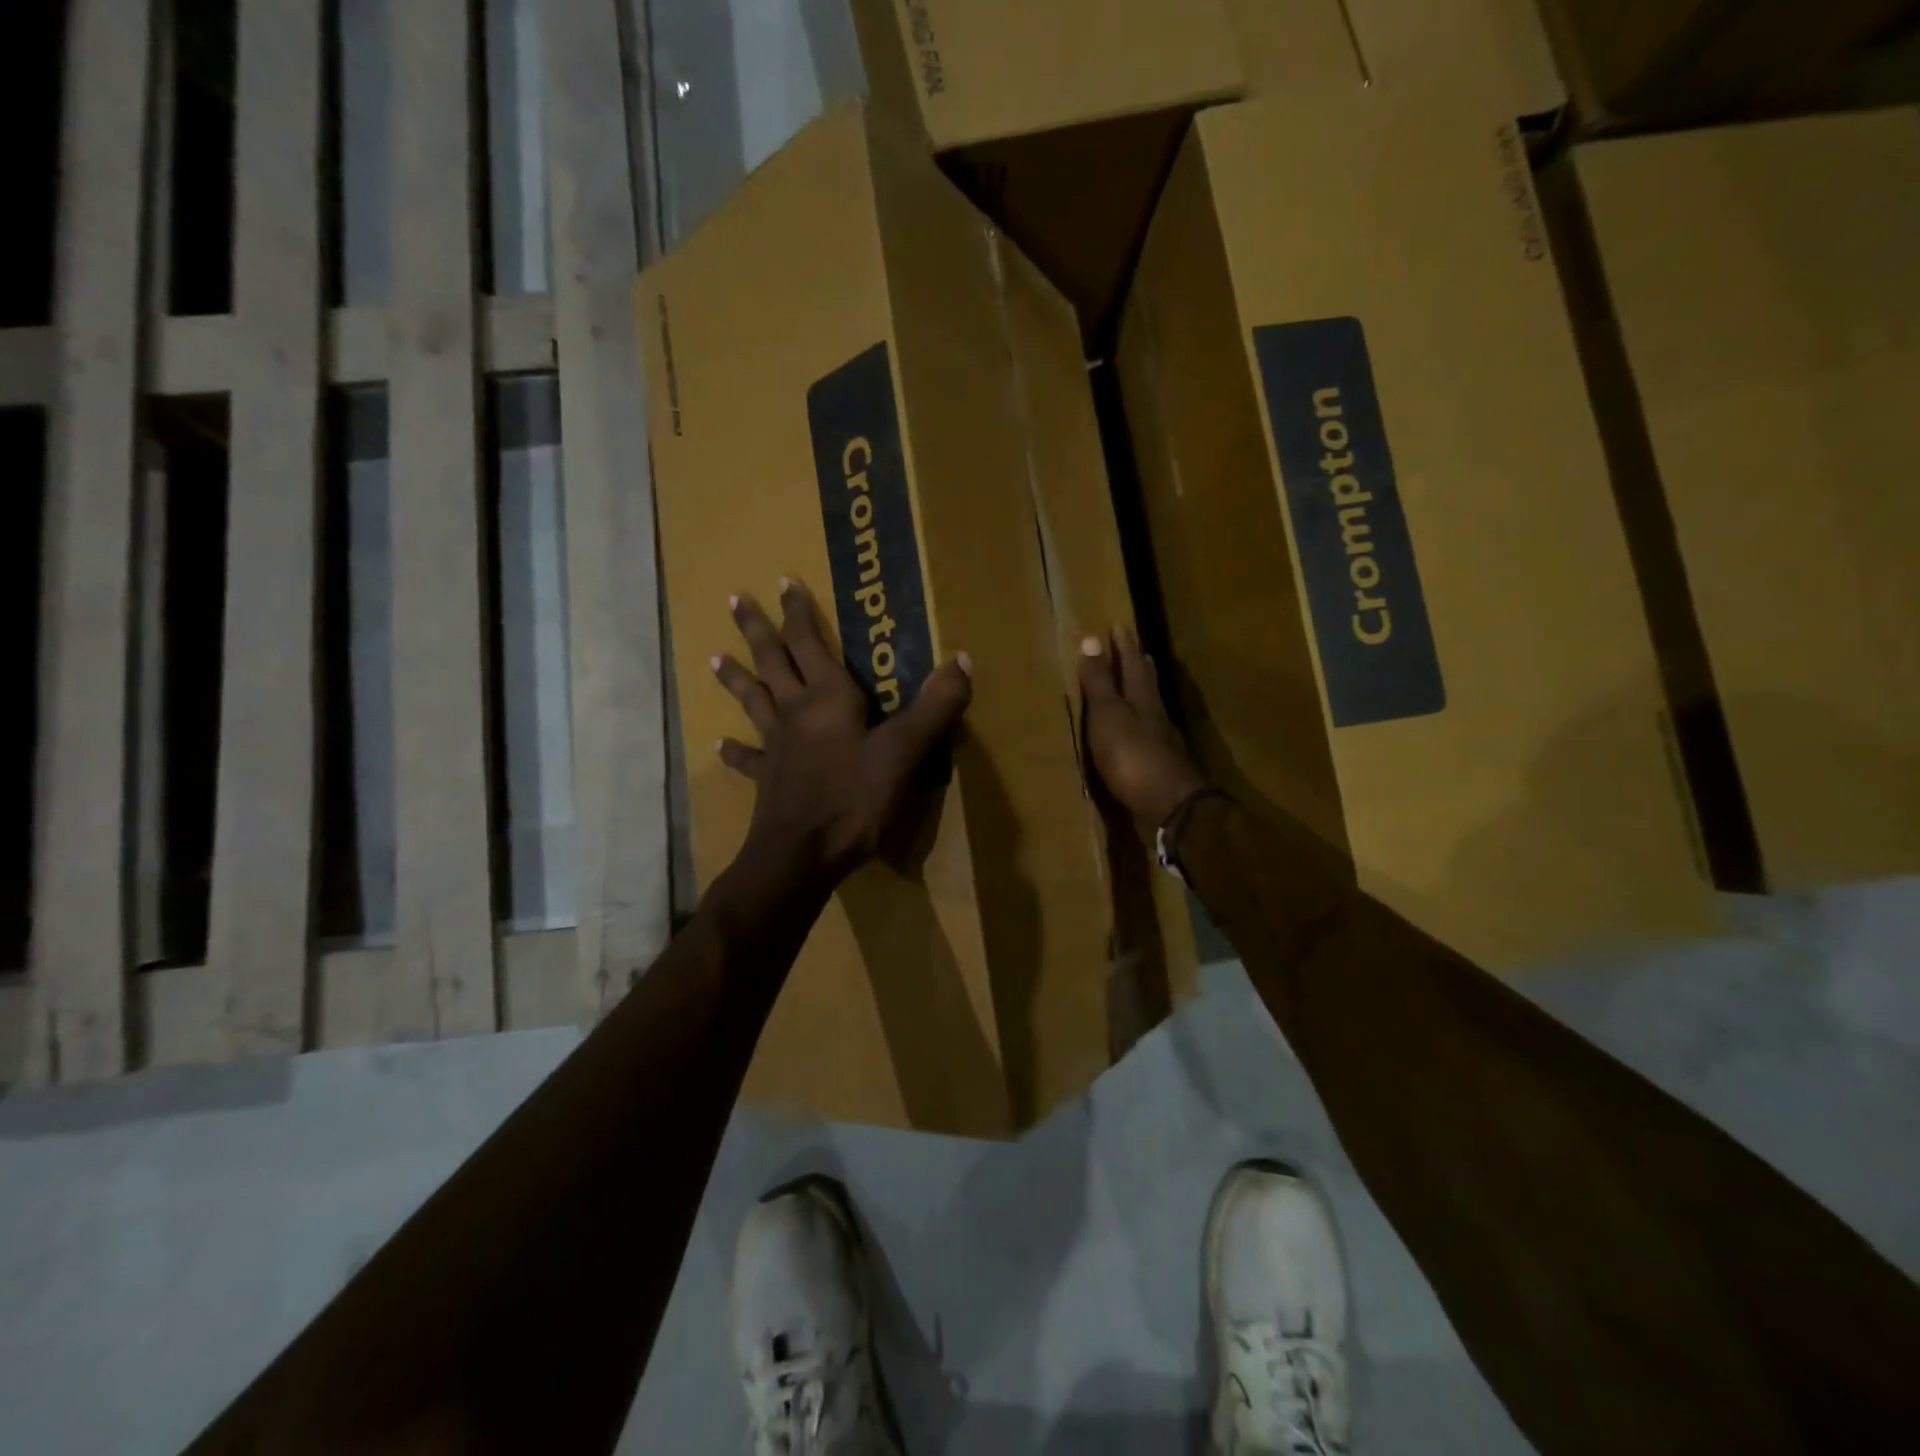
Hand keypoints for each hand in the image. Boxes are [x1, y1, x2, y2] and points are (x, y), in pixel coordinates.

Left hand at [713, 579, 972, 889]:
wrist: (801, 854)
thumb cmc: (854, 798)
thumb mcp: (905, 750)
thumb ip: (936, 706)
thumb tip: (963, 659)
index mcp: (828, 698)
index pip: (809, 642)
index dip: (799, 612)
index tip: (784, 582)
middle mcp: (795, 712)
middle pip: (772, 661)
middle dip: (757, 629)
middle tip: (734, 600)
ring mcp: (775, 745)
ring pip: (752, 700)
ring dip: (736, 678)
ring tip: (714, 657)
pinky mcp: (766, 779)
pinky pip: (747, 759)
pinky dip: (735, 750)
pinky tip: (721, 744)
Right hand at [1079, 626, 1206, 834]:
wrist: (1167, 807)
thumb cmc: (1132, 756)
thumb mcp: (1108, 714)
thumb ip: (1099, 682)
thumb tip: (1092, 639)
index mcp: (1142, 699)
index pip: (1132, 664)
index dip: (1125, 646)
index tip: (1119, 626)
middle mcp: (1155, 717)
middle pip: (1148, 685)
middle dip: (1140, 666)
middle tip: (1138, 651)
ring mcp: (1161, 744)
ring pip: (1151, 710)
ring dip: (1143, 696)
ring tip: (1137, 687)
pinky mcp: (1158, 769)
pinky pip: (1148, 737)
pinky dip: (1141, 727)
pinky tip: (1137, 734)